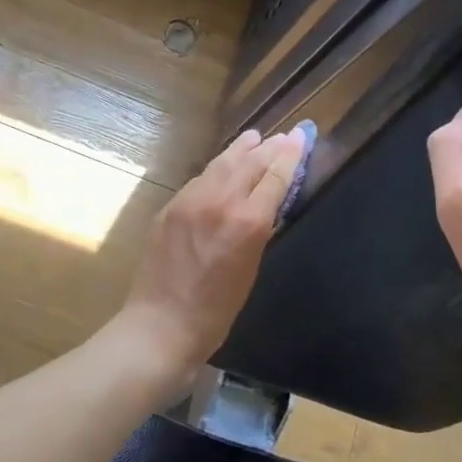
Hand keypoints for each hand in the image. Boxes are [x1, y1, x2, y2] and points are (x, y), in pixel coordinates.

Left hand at [120, 126, 308, 377]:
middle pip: (249, 164)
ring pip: (221, 165)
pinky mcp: (170, 207)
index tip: (300, 138)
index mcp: (247, 222)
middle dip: (269, 148)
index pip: (274, 177)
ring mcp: (190, 201)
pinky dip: (217, 169)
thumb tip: (264, 206)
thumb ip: (257, 231)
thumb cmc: (215, 311)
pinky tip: (222, 166)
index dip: (290, 156)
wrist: (161, 324)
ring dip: (240, 150)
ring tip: (254, 138)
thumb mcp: (250, 270)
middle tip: (283, 136)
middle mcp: (219, 202)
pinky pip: (199, 180)